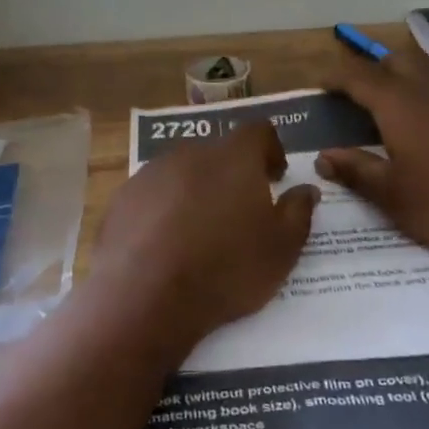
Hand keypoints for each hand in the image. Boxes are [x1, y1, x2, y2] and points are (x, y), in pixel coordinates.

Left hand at [94, 122, 318, 350]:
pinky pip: (152, 197)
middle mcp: (190, 154)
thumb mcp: (281, 249)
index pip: (258, 132)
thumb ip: (299, 212)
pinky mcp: (122, 199)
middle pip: (217, 152)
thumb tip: (306, 189)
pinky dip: (163, 211)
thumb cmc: (226, 269)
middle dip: (232, 174)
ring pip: (181, 173)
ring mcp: (150, 174)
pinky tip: (165, 246)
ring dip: (195, 192)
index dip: (270, 150)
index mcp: (233, 157)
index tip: (275, 176)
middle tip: (241, 210)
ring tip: (201, 232)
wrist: (145, 296)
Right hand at [316, 44, 428, 253]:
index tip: (322, 84)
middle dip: (376, 70)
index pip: (357, 77)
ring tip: (409, 91)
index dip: (336, 77)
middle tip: (365, 92)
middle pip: (396, 60)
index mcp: (397, 105)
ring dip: (415, 71)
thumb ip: (356, 170)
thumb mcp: (393, 196)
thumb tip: (323, 157)